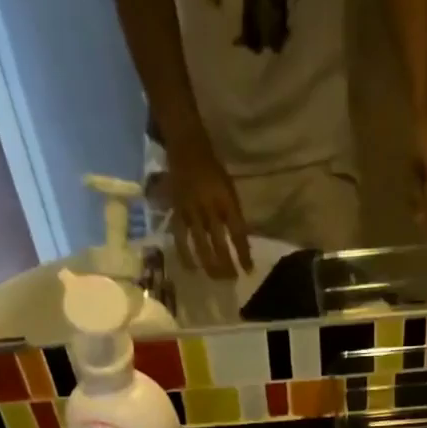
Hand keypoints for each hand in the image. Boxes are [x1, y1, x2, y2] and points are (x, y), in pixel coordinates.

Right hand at [164, 142, 252, 279]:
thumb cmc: (213, 171)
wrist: (186, 148)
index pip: (238, 232)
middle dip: (227, 264)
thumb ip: (234, 215)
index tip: (249, 270)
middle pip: (219, 242)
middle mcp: (209, 207)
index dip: (244, 253)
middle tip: (232, 279)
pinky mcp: (177, 212)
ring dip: (210, 264)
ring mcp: (191, 211)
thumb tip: (242, 243)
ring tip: (216, 278)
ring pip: (200, 244)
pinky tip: (192, 269)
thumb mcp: (229, 189)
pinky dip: (186, 255)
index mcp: (225, 200)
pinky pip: (180, 238)